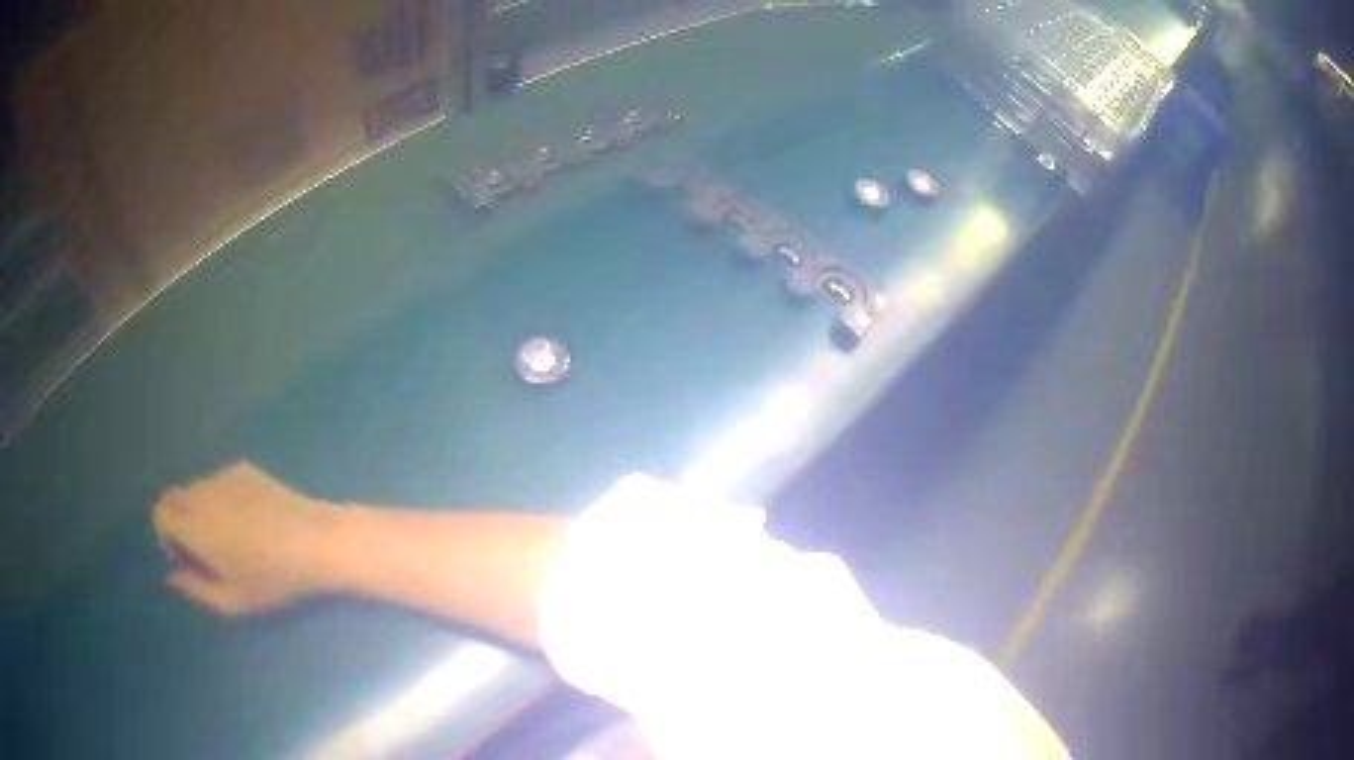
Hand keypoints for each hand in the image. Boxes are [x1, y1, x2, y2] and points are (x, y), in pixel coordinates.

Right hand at [153, 462, 343, 615]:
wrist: (316, 541)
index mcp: (194, 524)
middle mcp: (202, 492)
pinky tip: (250, 520)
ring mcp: (224, 476)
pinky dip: (222, 498)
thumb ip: (196, 588)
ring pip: (197, 489)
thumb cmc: (274, 578)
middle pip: (175, 497)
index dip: (166, 534)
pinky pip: (220, 482)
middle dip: (180, 522)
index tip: (185, 556)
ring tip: (231, 537)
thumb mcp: (234, 600)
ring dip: (201, 510)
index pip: (160, 511)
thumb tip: (172, 576)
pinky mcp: (245, 469)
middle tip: (205, 550)